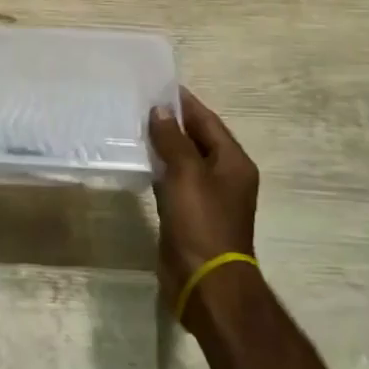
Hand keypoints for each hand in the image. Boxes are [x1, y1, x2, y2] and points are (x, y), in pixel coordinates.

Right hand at [149, 89, 259, 318]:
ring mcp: (208, 197)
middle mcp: (225, 176)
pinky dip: (160, 168)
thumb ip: (173, 139)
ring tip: (134, 126)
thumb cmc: (201, 222)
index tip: (159, 86)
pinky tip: (139, 161)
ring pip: (184, 160)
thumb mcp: (186, 174)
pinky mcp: (190, 214)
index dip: (185, 103)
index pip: (208, 121)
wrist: (206, 282)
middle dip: (172, 122)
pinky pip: (174, 181)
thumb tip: (160, 111)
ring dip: (164, 145)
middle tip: (140, 104)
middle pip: (197, 139)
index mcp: (233, 162)